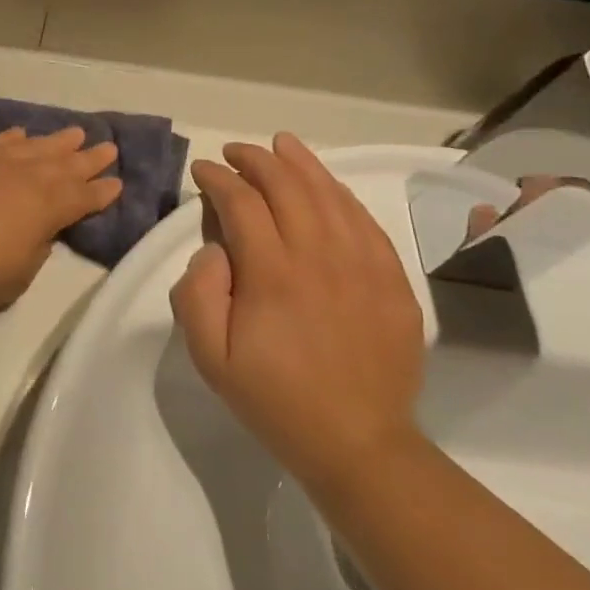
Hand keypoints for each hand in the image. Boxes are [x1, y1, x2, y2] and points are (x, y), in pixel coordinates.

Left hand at [0, 128, 122, 321]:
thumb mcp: (18, 275)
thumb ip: (36, 247)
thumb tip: (39, 228)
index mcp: (43, 207)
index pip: (81, 197)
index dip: (101, 192)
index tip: (117, 182)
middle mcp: (23, 176)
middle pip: (63, 164)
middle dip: (87, 158)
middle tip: (108, 147)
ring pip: (32, 146)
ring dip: (56, 141)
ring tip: (75, 132)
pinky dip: (11, 137)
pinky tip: (20, 134)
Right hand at [170, 134, 424, 497]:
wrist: (359, 444)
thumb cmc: (274, 399)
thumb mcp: (209, 357)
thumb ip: (196, 293)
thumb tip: (213, 249)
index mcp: (272, 274)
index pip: (241, 202)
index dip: (218, 178)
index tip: (202, 171)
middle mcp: (319, 257)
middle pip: (287, 185)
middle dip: (255, 159)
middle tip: (234, 152)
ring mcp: (364, 265)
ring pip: (330, 194)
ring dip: (301, 163)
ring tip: (280, 145)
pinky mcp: (394, 280)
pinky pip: (365, 220)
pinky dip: (340, 193)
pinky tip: (326, 185)